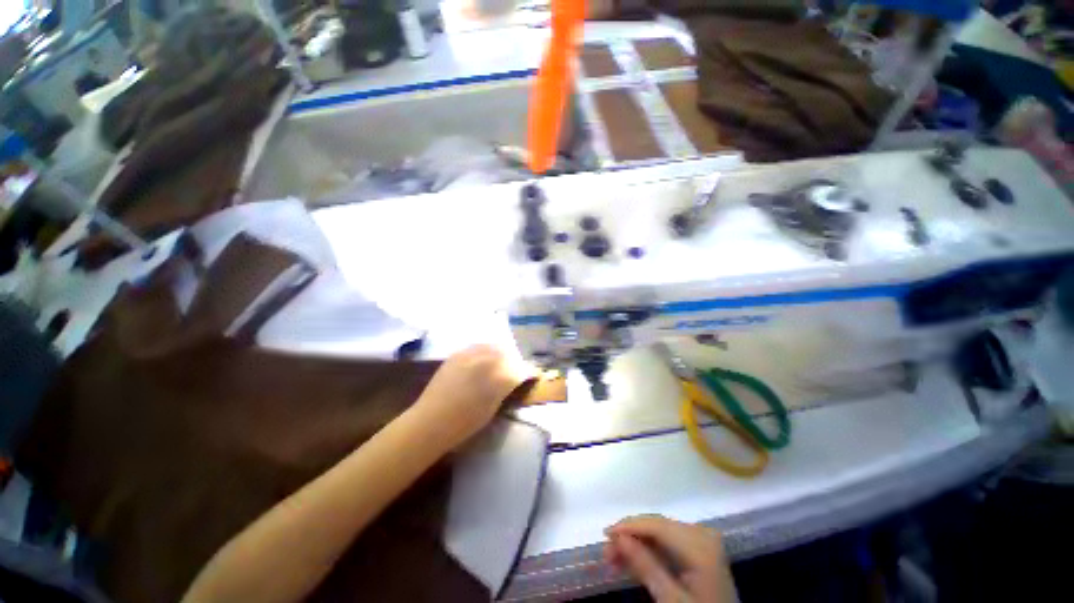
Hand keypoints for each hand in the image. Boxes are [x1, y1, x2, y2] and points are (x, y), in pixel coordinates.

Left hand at [413, 345, 530, 447]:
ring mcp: (470, 354)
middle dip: (515, 360)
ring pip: (493, 346)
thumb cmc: (465, 423)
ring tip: (500, 362)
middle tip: (516, 369)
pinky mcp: (458, 353)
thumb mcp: (493, 407)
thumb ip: (505, 387)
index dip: (529, 371)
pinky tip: (483, 360)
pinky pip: (477, 347)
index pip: (521, 368)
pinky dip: (485, 352)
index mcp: (499, 376)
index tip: (533, 374)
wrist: (430, 421)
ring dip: (500, 353)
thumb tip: (514, 378)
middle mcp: (487, 359)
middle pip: (508, 353)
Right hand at [604, 515, 735, 602]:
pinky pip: (669, 543)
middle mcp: (702, 533)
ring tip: (613, 558)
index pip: (657, 525)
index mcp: (700, 544)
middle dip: (630, 537)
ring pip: (660, 534)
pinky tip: (632, 559)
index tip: (604, 534)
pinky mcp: (700, 549)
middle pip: (657, 527)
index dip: (629, 526)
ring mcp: (702, 540)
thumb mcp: (671, 600)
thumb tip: (617, 537)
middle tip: (606, 552)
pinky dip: (650, 551)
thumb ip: (645, 566)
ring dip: (637, 544)